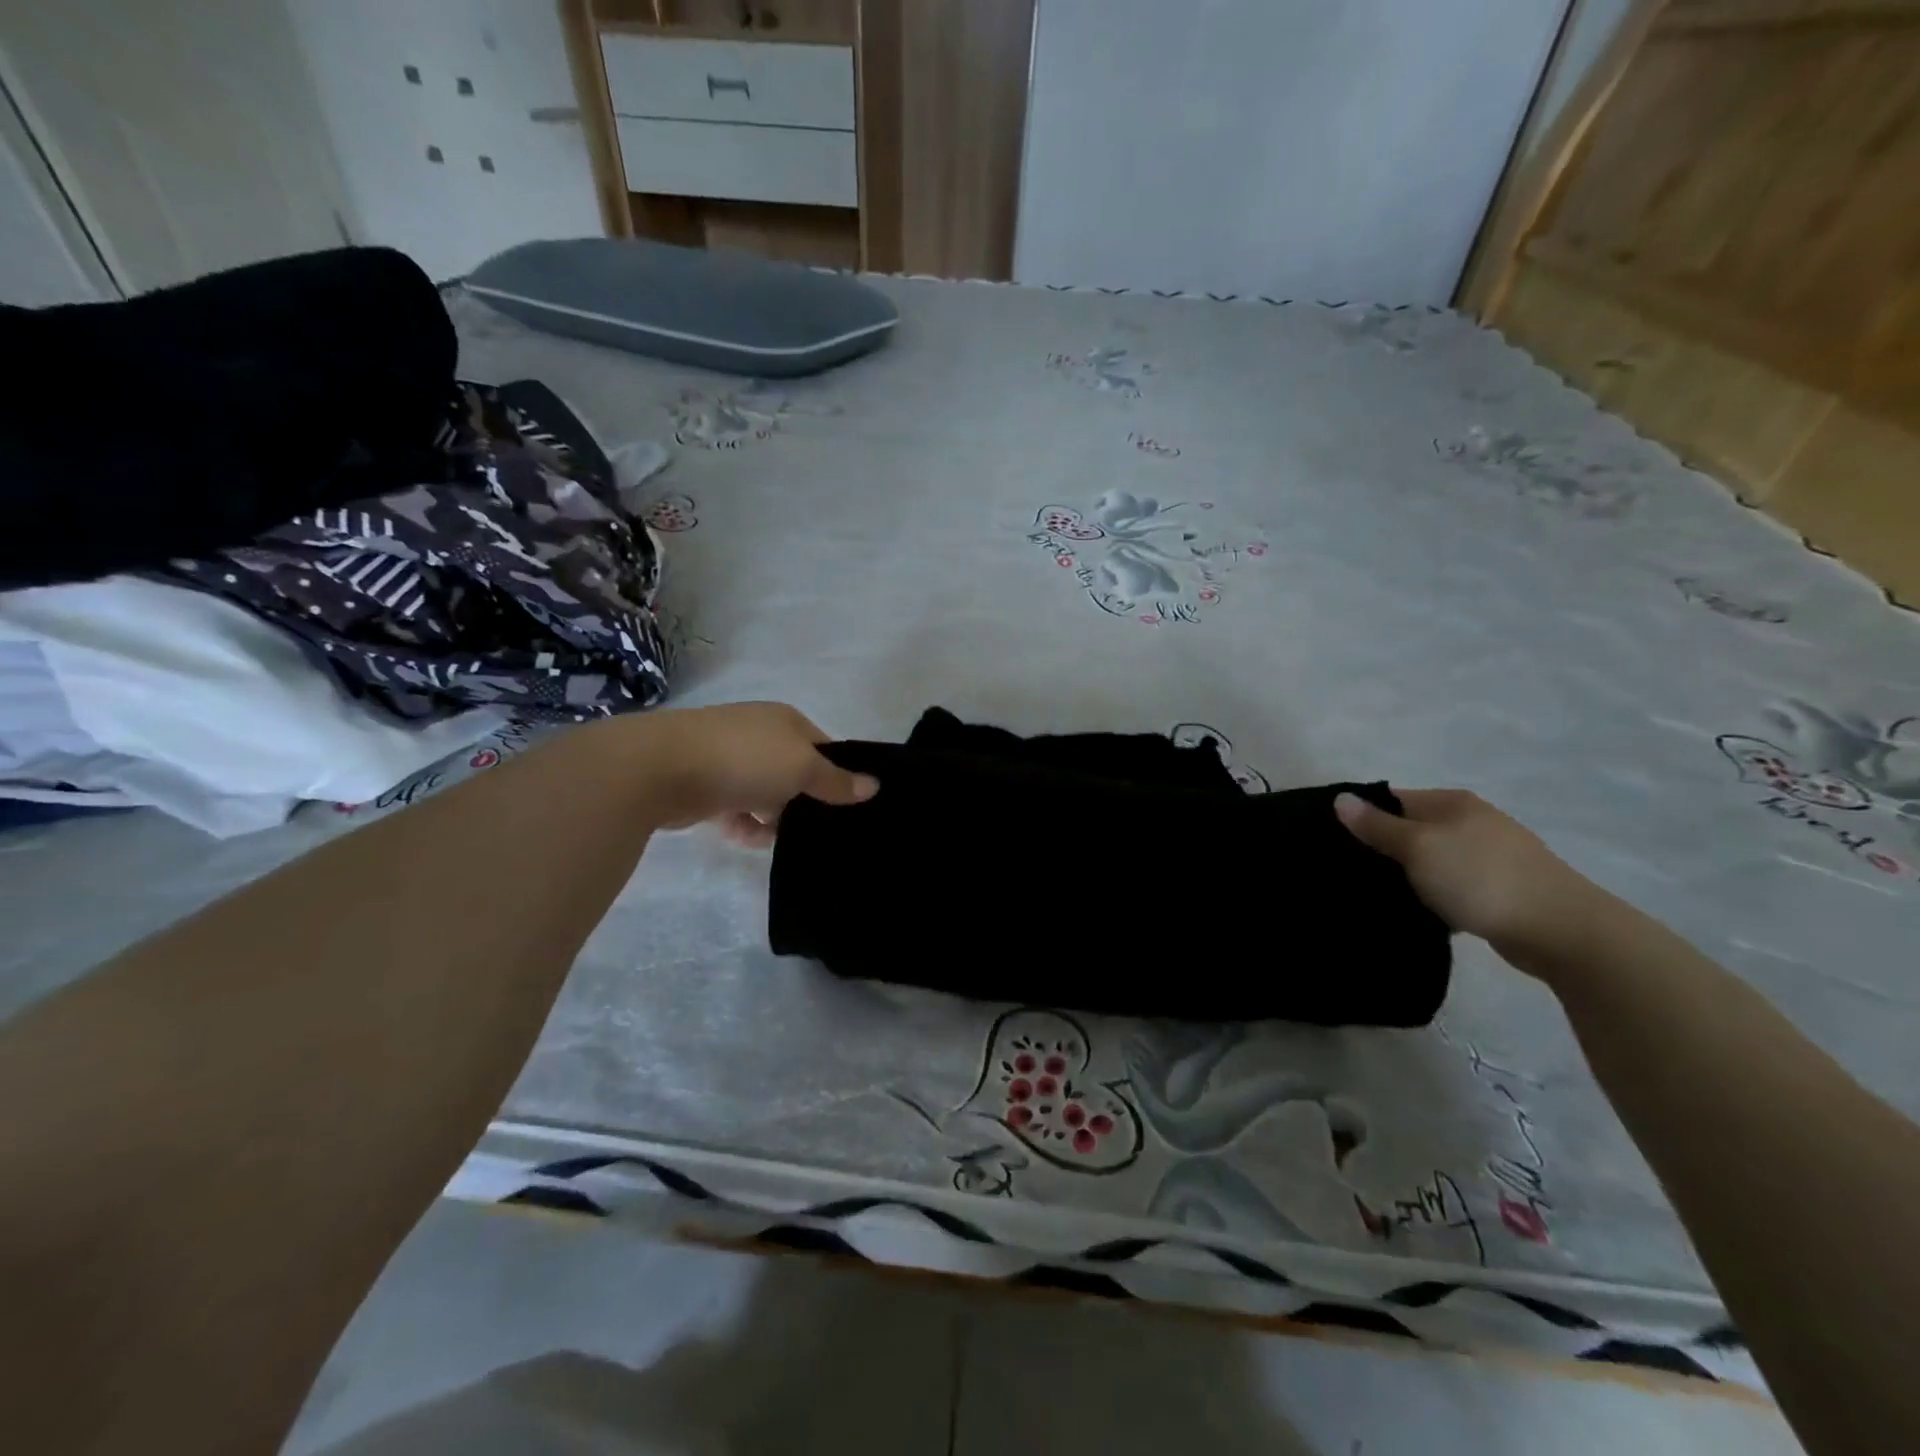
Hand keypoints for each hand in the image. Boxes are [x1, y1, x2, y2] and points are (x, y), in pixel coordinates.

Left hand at [636, 702, 877, 846]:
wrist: (660, 768)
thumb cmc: (743, 759)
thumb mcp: (801, 768)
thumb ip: (836, 781)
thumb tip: (874, 785)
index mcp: (785, 721)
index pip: (823, 747)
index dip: (837, 775)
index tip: (847, 807)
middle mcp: (758, 734)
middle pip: (794, 772)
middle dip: (803, 801)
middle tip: (817, 830)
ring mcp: (728, 758)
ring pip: (765, 793)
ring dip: (773, 817)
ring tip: (778, 839)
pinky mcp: (704, 785)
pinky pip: (735, 808)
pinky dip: (743, 824)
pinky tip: (746, 838)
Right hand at [1335, 789, 1600, 953]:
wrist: (1561, 931)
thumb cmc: (1480, 878)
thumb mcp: (1418, 847)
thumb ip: (1377, 826)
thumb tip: (1341, 798)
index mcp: (1452, 802)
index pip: (1392, 799)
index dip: (1361, 816)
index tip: (1333, 842)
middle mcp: (1472, 821)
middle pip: (1411, 829)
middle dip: (1382, 849)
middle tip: (1349, 872)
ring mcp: (1491, 855)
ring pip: (1431, 860)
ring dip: (1408, 875)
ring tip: (1378, 896)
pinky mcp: (1501, 888)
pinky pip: (1452, 885)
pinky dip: (1434, 896)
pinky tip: (1419, 913)